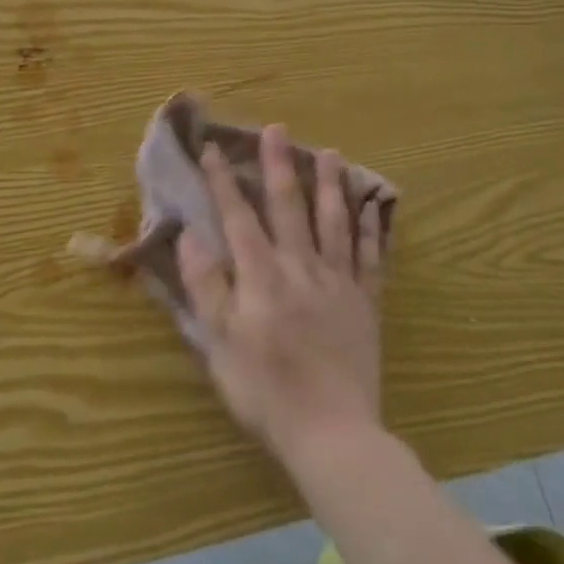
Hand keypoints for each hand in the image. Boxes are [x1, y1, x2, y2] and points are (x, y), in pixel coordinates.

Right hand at [177, 126, 382, 469]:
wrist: (333, 434)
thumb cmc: (266, 391)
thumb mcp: (220, 343)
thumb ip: (206, 286)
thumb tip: (190, 235)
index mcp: (261, 277)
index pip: (238, 217)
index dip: (224, 181)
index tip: (214, 148)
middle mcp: (300, 268)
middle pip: (289, 207)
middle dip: (279, 165)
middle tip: (277, 129)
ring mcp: (338, 284)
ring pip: (334, 223)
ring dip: (330, 185)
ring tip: (331, 153)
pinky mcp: (365, 304)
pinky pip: (371, 258)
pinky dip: (372, 229)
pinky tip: (373, 206)